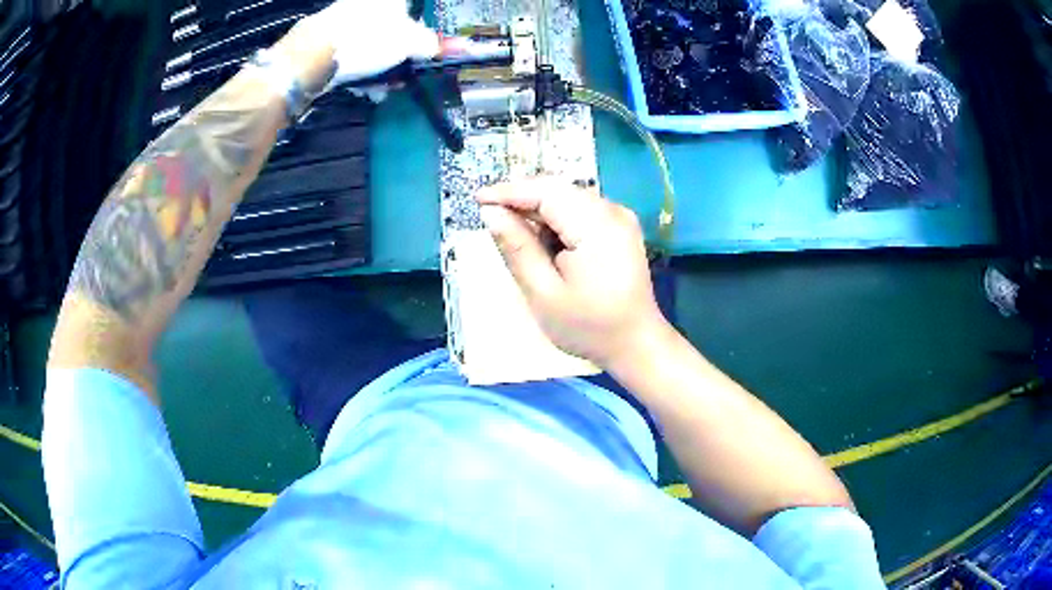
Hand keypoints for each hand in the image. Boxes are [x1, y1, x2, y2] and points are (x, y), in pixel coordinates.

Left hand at [303, 0, 438, 85]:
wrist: (310, 58)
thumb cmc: (365, 41)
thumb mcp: (408, 43)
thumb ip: (433, 44)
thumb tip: (462, 47)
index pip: (410, 12)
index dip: (419, 34)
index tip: (422, 52)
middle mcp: (365, 5)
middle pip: (391, 30)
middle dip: (400, 56)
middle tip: (403, 74)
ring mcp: (342, 22)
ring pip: (370, 46)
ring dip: (381, 69)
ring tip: (383, 88)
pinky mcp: (324, 42)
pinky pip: (351, 56)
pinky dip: (359, 71)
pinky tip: (362, 88)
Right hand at [476, 176, 670, 368]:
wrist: (635, 344)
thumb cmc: (588, 326)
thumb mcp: (543, 293)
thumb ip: (517, 248)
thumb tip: (491, 213)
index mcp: (597, 226)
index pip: (546, 192)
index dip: (509, 191)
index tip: (478, 199)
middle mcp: (612, 211)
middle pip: (558, 190)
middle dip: (522, 198)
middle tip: (490, 214)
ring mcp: (619, 217)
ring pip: (568, 198)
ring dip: (538, 209)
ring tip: (513, 231)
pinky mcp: (619, 227)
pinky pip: (580, 210)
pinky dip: (556, 219)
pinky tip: (542, 240)